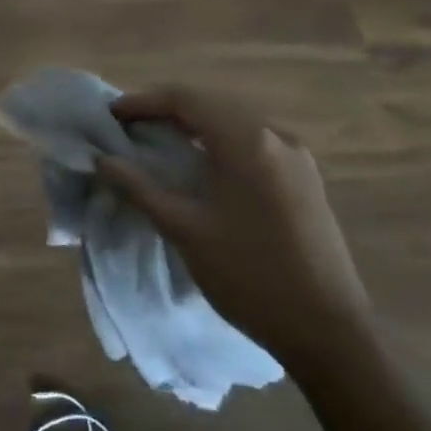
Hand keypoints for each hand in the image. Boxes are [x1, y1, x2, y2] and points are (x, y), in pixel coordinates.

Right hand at [96, 86, 369, 372]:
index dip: (144, 102)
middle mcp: (275, 135)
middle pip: (211, 105)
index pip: (186, 99)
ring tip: (158, 144)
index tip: (111, 116)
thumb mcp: (185, 230)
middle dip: (167, 111)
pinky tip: (202, 166)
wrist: (328, 330)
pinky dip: (220, 143)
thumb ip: (140, 188)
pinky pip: (254, 143)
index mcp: (247, 141)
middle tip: (129, 129)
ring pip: (234, 122)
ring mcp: (297, 156)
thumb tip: (102, 160)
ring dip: (194, 126)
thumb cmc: (249, 275)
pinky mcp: (306, 178)